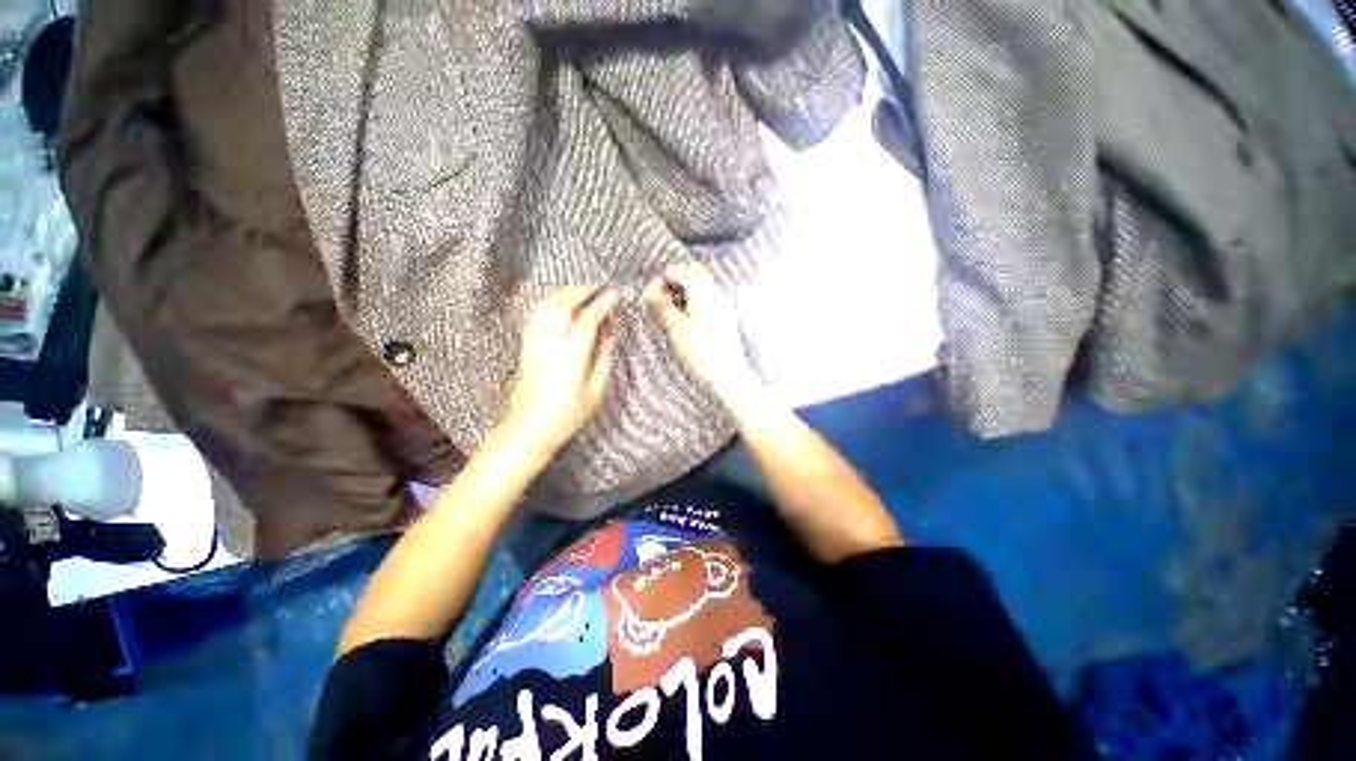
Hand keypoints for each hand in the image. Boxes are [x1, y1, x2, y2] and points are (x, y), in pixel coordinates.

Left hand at [505, 286, 618, 455]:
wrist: (530, 427)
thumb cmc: (568, 414)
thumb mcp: (595, 391)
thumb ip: (604, 360)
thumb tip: (610, 336)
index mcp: (573, 353)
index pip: (589, 317)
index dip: (603, 302)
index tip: (615, 294)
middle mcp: (552, 340)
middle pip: (565, 303)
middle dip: (583, 290)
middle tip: (600, 287)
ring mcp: (535, 340)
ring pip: (548, 305)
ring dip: (566, 293)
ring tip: (582, 291)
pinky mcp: (526, 345)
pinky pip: (537, 314)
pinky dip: (550, 302)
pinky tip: (559, 304)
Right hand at [644, 262, 760, 405]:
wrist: (729, 376)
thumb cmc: (702, 354)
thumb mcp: (675, 329)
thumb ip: (661, 305)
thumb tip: (650, 289)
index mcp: (704, 292)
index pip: (679, 270)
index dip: (662, 280)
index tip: (651, 296)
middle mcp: (717, 292)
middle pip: (692, 273)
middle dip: (673, 282)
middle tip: (659, 302)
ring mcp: (724, 303)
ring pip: (700, 285)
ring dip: (683, 291)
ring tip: (670, 313)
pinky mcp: (726, 316)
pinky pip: (708, 297)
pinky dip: (693, 301)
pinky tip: (686, 320)